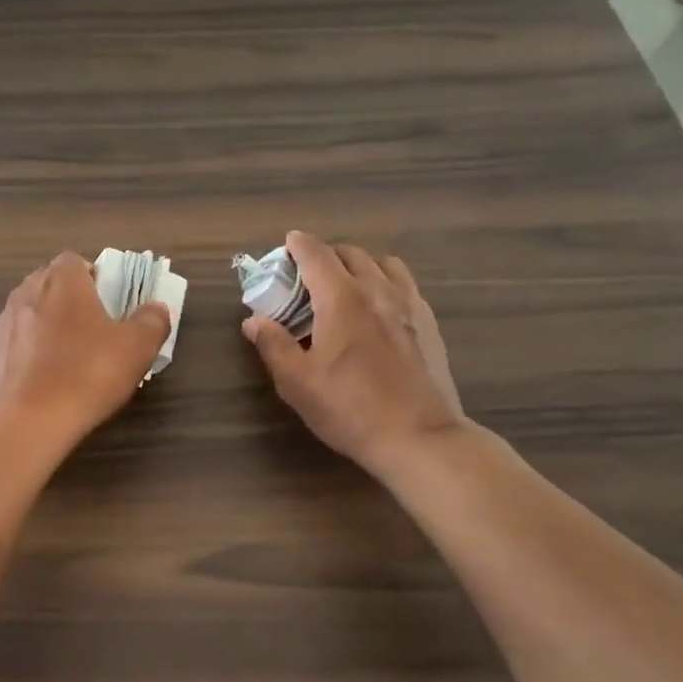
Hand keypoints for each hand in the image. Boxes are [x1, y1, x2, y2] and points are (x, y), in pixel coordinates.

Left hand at [0, 252, 170, 445]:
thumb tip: (156, 309)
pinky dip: (33, 354)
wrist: (27, 419)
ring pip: (33, 314)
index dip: (96, 278)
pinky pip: (19, 344)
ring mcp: (4, 323)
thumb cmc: (87, 372)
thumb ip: (152, 321)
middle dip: (73, 302)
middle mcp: (27, 291)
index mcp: (62, 280)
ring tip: (72, 360)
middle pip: (52, 285)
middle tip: (97, 332)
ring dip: (51, 328)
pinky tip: (48, 381)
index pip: (76, 261)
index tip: (111, 304)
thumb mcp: (137, 348)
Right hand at [242, 231, 467, 477]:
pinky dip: (385, 282)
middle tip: (308, 277)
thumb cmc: (349, 409)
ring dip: (359, 265)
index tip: (287, 244)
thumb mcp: (297, 382)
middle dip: (326, 255)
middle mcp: (377, 290)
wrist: (419, 437)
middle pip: (350, 253)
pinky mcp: (428, 323)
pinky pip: (405, 284)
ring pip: (382, 264)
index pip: (317, 254)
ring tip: (345, 287)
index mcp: (341, 299)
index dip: (299, 244)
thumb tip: (254, 320)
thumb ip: (273, 345)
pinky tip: (378, 308)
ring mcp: (409, 304)